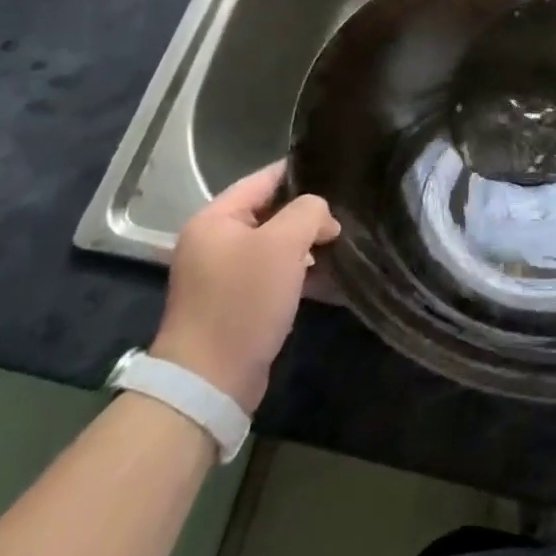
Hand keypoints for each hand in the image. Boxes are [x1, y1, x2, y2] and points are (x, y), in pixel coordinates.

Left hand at [150, 162, 339, 411]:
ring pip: (274, 244)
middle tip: (345, 213)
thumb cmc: (244, 301)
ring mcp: (222, 274)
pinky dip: (296, 271)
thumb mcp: (283, 244)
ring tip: (341, 243)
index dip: (302, 173)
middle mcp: (213, 241)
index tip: (338, 173)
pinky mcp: (234, 303)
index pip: (265, 179)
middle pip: (270, 211)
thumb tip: (323, 217)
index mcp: (215, 219)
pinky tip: (326, 274)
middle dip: (307, 213)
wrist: (210, 383)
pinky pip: (271, 273)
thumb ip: (309, 212)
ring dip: (305, 244)